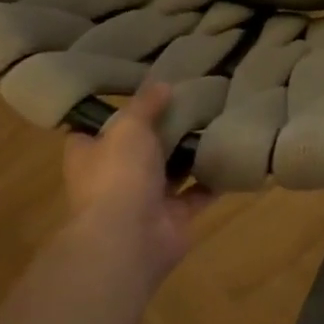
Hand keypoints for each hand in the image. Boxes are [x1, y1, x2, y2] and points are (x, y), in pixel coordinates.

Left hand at [62, 85, 214, 288]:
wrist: (130, 239)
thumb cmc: (118, 175)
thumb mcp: (129, 126)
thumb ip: (146, 105)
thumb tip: (161, 84)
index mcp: (90, 156)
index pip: (94, 131)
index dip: (111, 114)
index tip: (137, 95)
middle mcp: (114, 178)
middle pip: (138, 150)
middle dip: (161, 132)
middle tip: (190, 101)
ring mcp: (145, 200)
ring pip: (171, 171)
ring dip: (190, 154)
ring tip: (217, 122)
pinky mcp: (174, 217)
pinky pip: (198, 193)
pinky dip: (214, 179)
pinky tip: (233, 154)